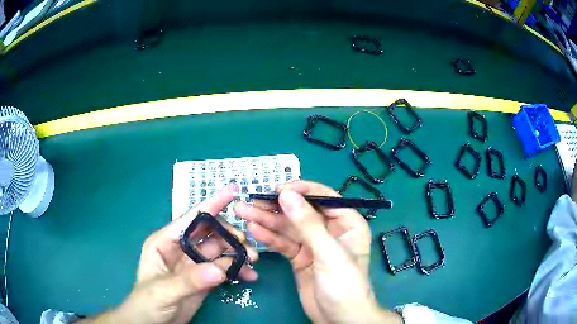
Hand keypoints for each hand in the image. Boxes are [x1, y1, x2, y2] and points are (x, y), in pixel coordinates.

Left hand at [80, 184, 257, 323]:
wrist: (152, 323)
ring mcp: (193, 264)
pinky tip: (248, 277)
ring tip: (253, 263)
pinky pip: (223, 269)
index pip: (191, 219)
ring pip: (220, 251)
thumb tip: (220, 268)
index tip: (234, 192)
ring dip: (238, 254)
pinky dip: (237, 270)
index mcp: (165, 241)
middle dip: (230, 237)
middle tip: (249, 249)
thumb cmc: (147, 302)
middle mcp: (181, 248)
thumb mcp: (164, 290)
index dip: (212, 204)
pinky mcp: (203, 278)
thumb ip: (191, 280)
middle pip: (210, 234)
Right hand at [234, 180, 400, 323]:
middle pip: (301, 212)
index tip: (276, 189)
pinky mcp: (299, 258)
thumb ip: (308, 224)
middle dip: (275, 206)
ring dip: (266, 220)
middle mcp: (330, 230)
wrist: (339, 319)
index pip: (323, 198)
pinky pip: (283, 243)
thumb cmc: (344, 285)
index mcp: (347, 223)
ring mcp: (313, 244)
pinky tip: (253, 230)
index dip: (300, 191)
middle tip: (249, 201)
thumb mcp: (329, 253)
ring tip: (242, 212)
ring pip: (288, 227)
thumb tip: (286, 194)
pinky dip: (269, 237)